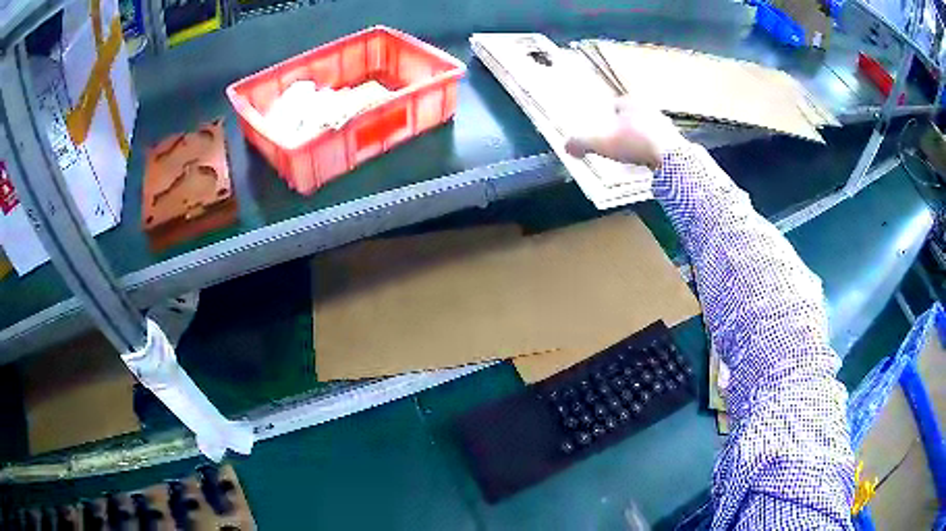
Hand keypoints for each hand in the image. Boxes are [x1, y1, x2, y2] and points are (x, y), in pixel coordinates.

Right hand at [565, 97, 687, 170]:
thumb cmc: (634, 142)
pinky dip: (654, 152)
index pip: (615, 105)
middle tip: (617, 143)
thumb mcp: (600, 142)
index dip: (607, 117)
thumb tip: (566, 146)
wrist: (670, 157)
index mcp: (630, 102)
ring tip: (632, 155)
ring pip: (648, 130)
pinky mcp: (677, 142)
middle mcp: (649, 108)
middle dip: (625, 128)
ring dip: (641, 140)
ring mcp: (666, 124)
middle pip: (632, 117)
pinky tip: (648, 163)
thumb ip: (580, 143)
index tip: (603, 131)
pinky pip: (661, 145)